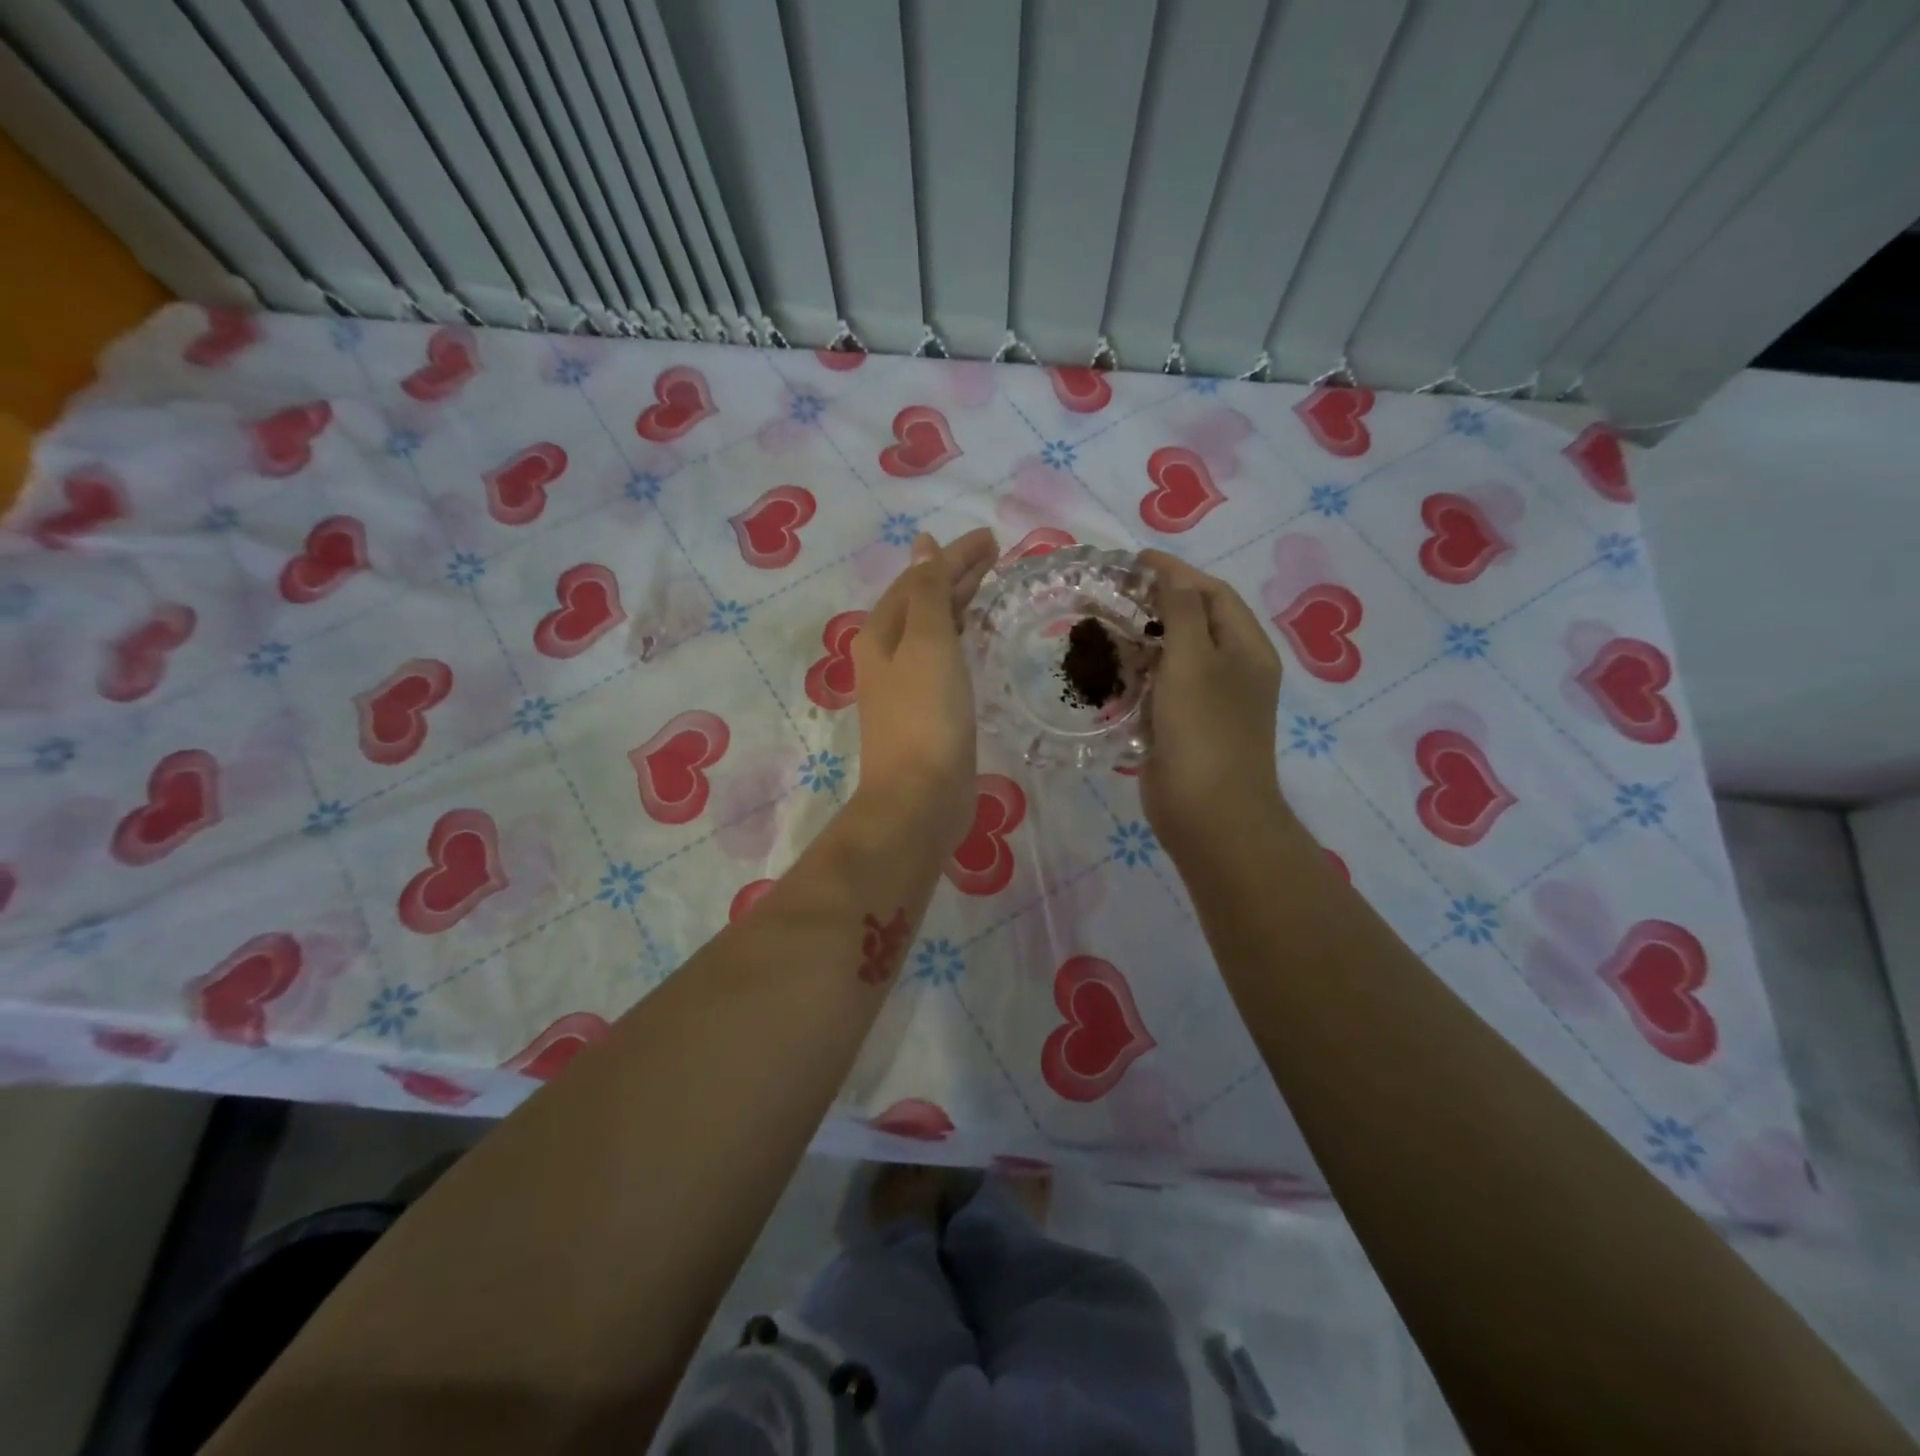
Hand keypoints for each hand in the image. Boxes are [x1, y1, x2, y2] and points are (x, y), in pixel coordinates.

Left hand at [852, 529, 996, 849]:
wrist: (920, 797)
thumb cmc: (924, 714)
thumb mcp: (926, 642)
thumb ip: (927, 592)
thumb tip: (923, 547)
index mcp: (881, 633)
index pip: (918, 579)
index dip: (953, 556)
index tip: (992, 538)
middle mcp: (887, 655)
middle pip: (922, 601)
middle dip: (955, 574)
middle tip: (995, 554)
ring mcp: (905, 686)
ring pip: (932, 630)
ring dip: (956, 604)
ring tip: (985, 584)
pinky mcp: (927, 711)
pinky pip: (943, 659)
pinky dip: (959, 638)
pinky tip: (974, 637)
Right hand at [1137, 551, 1287, 859]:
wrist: (1209, 813)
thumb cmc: (1204, 730)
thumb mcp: (1194, 660)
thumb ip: (1181, 611)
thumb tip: (1170, 572)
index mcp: (1247, 649)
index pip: (1212, 594)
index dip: (1175, 573)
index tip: (1133, 561)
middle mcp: (1233, 670)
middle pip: (1194, 622)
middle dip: (1155, 604)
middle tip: (1113, 593)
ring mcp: (1208, 701)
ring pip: (1174, 656)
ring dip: (1142, 640)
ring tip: (1104, 626)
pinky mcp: (1183, 727)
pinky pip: (1161, 688)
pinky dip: (1138, 675)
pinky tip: (1111, 671)